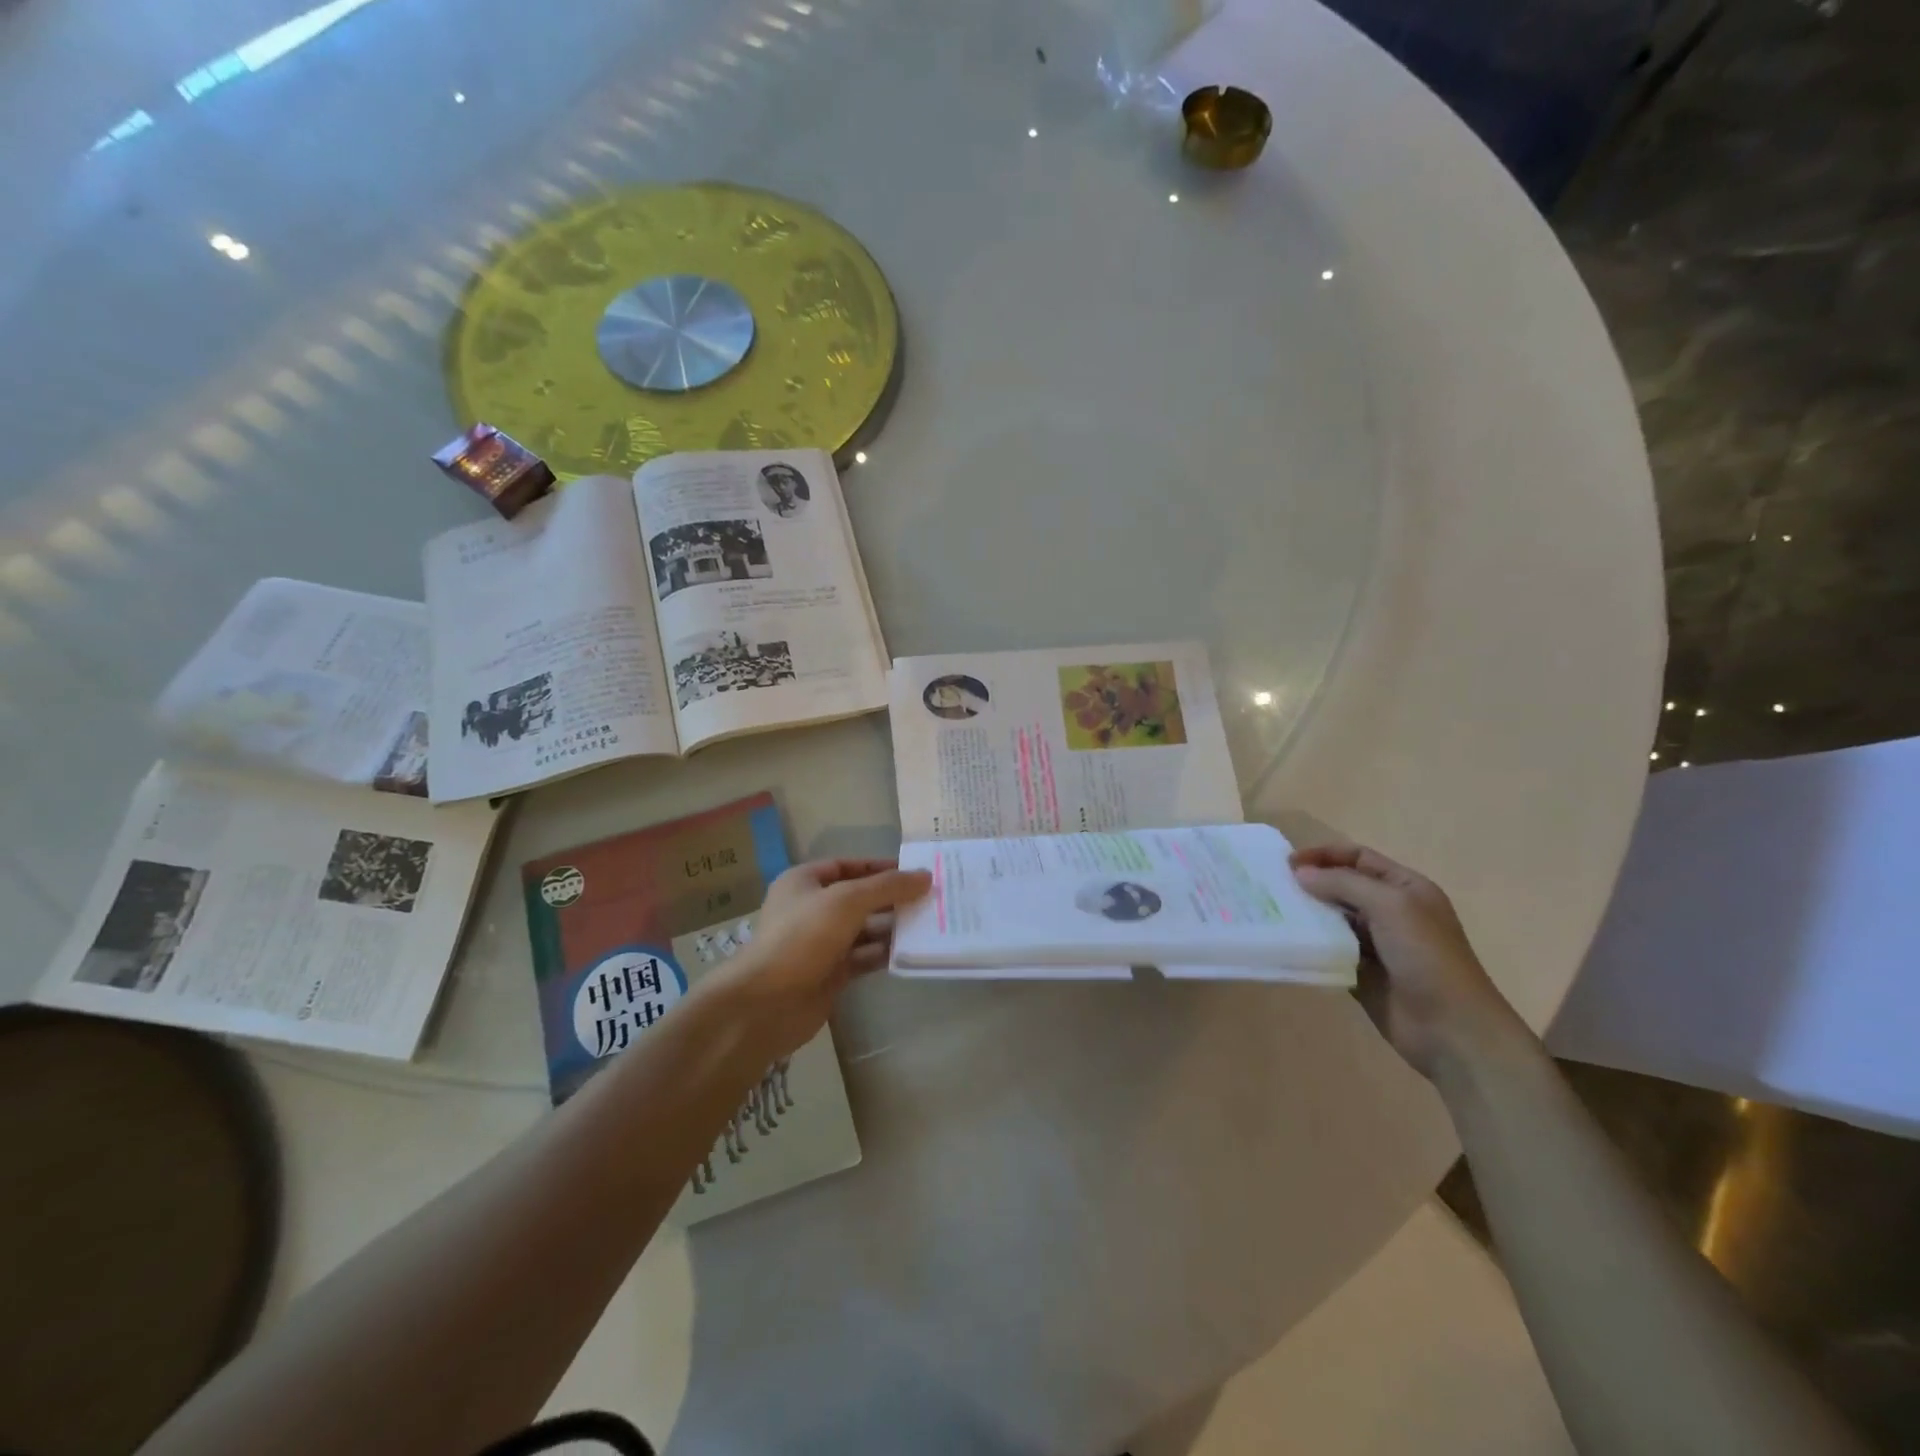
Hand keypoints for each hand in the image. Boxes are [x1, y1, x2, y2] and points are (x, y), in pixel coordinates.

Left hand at [704, 858, 931, 1056]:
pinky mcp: (829, 973)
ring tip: (929, 923)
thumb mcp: (848, 901)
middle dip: (891, 897)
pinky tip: (912, 951)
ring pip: (863, 929)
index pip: (847, 865)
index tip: (914, 871)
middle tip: (930, 898)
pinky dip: (884, 953)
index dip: (879, 866)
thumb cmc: (803, 936)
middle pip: (858, 897)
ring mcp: (820, 943)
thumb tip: (925, 876)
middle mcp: (811, 909)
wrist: (767, 1003)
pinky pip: (863, 957)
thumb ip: (887, 887)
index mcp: (804, 882)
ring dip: (892, 926)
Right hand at [1291, 844, 1528, 1080]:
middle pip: (1342, 886)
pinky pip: (1329, 950)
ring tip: (1273, 912)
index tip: (1289, 864)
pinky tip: (1287, 942)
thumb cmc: (1427, 957)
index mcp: (1405, 888)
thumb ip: (1344, 883)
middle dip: (1311, 883)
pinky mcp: (1360, 972)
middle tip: (1273, 887)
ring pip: (1332, 918)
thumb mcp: (1391, 906)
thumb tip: (1300, 873)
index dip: (1324, 855)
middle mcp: (1390, 911)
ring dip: (1307, 913)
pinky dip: (1310, 944)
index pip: (1358, 857)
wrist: (1451, 1028)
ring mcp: (1375, 943)